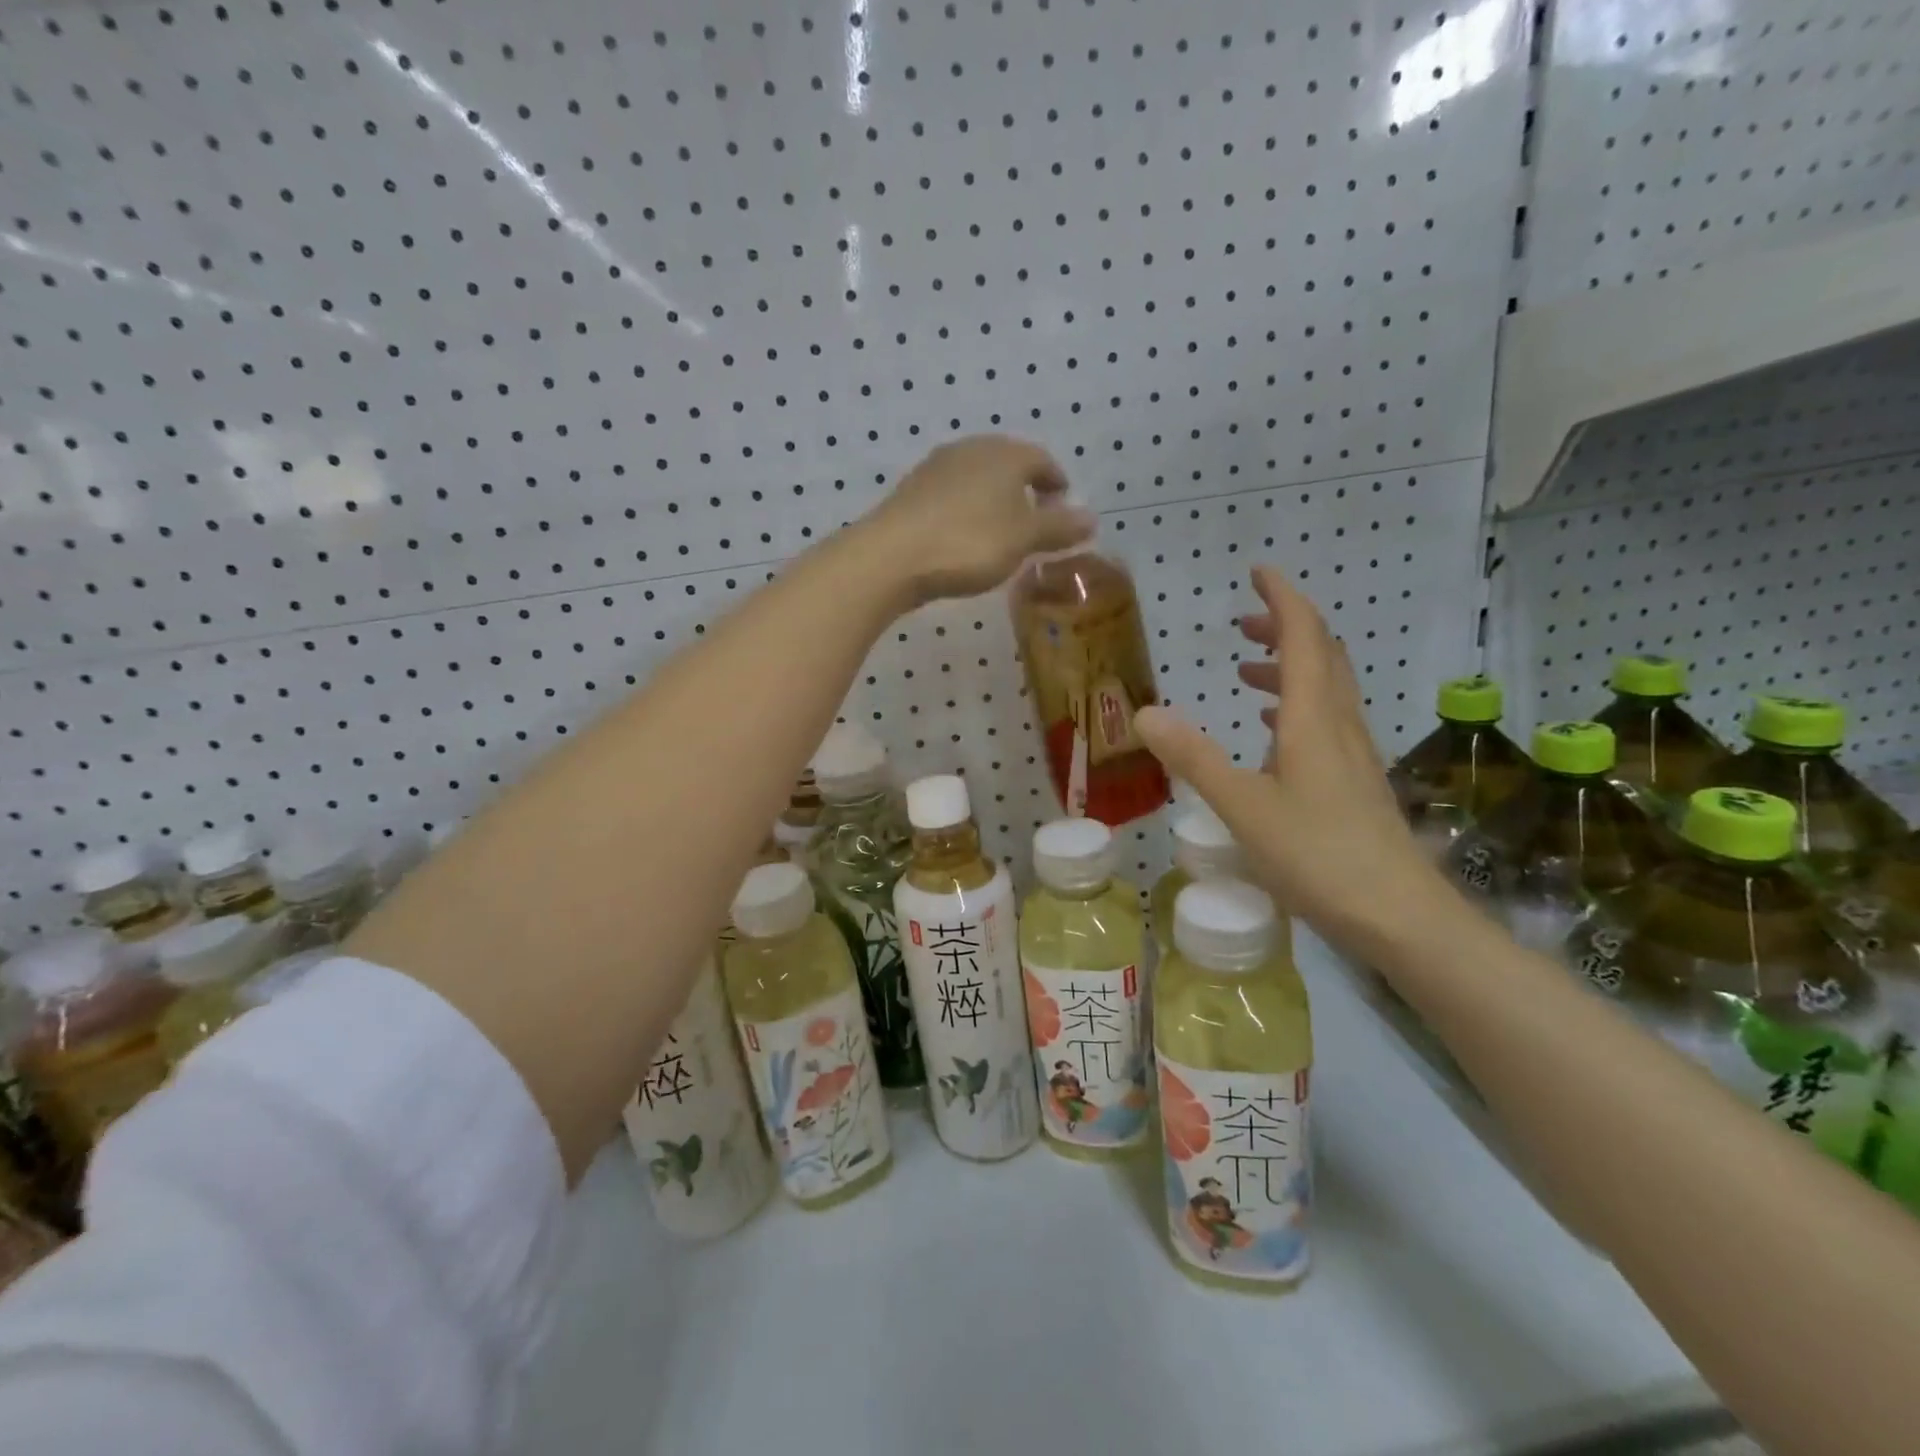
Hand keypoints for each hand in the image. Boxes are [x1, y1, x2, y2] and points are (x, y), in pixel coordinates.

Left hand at [861, 436, 1093, 604]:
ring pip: (977, 479)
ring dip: (994, 501)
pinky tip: (964, 537)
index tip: (1063, 505)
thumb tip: (1092, 518)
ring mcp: (935, 468)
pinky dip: (967, 511)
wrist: (892, 556)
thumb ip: (1059, 527)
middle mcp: (970, 450)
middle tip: (1035, 520)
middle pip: (1007, 464)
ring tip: (1001, 532)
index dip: (1056, 482)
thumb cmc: (969, 542)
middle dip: (1025, 490)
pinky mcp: (911, 492)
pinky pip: (951, 496)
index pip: (1041, 459)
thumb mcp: (1023, 538)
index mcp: (1005, 453)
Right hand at [1133, 566, 1457, 962]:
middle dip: (1286, 627)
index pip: (1304, 637)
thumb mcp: (1243, 807)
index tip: (1258, 573)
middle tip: (1245, 621)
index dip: (1282, 600)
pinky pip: (1327, 722)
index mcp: (1314, 719)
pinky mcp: (1356, 782)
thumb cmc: (1319, 856)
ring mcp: (1353, 754)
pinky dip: (1297, 706)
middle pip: (1321, 655)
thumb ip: (1194, 758)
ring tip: (1248, 670)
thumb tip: (1143, 712)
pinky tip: (1274, 731)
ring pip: (1326, 689)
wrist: (1400, 916)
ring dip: (1291, 667)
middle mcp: (1339, 725)